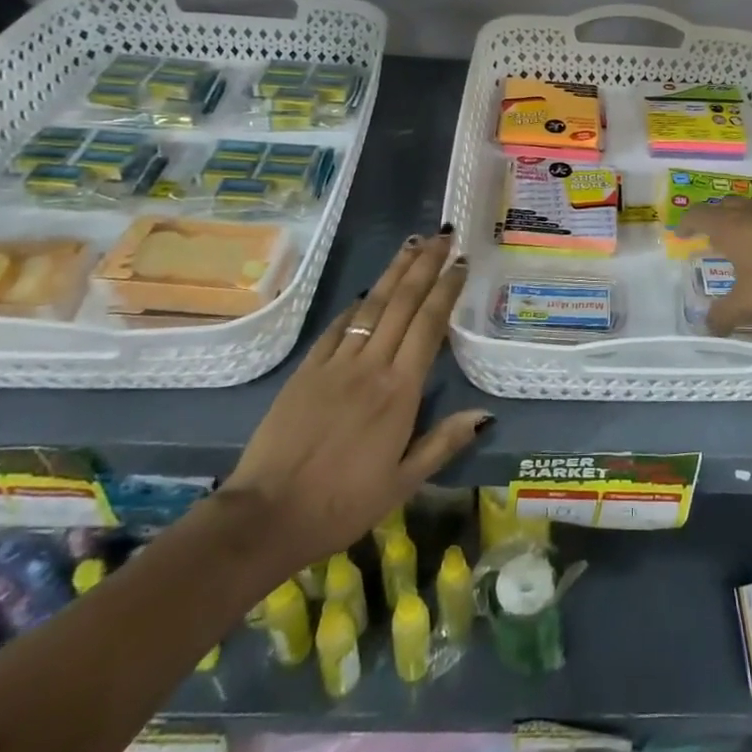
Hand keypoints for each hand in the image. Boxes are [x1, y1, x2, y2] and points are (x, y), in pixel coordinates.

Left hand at [216, 233, 486, 582]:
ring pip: (372, 305)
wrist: (266, 516)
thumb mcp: (402, 483)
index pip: (430, 325)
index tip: (461, 263)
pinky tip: (368, 291)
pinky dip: (356, 305)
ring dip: (395, 271)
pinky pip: (337, 328)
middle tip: (443, 235)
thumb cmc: (342, 505)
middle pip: (403, 303)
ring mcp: (336, 364)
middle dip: (425, 264)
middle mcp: (371, 366)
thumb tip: (485, 414)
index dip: (447, 289)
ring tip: (412, 243)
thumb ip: (443, 443)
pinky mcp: (306, 370)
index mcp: (400, 391)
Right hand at [676, 193, 751, 333]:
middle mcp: (750, 213)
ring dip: (740, 214)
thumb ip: (723, 315)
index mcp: (730, 226)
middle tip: (709, 235)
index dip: (686, 223)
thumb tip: (707, 328)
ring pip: (750, 203)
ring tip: (739, 232)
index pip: (699, 215)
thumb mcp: (746, 304)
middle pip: (724, 204)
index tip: (680, 233)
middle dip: (713, 217)